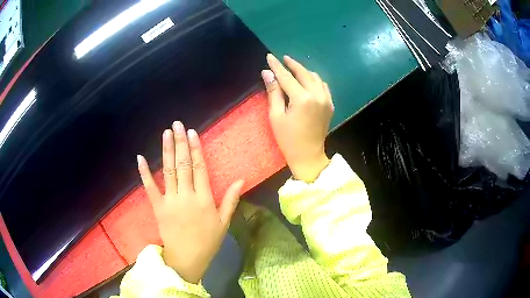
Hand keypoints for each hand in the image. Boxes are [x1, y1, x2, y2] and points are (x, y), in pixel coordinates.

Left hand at [137, 121, 243, 283]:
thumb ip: (231, 200)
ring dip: (166, 151)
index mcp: (204, 199)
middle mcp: (186, 196)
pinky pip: (149, 188)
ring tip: (166, 133)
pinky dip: (144, 173)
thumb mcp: (224, 222)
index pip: (199, 168)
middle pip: (183, 164)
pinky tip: (140, 158)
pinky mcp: (158, 207)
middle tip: (177, 124)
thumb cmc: (208, 241)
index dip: (195, 149)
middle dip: (180, 143)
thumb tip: (241, 180)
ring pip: (168, 171)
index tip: (192, 133)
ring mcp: (170, 201)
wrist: (187, 259)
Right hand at [262, 54, 333, 181]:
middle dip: (292, 64)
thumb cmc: (288, 139)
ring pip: (315, 77)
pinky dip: (314, 80)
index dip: (277, 66)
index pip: (287, 77)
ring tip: (293, 69)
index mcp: (302, 99)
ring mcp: (326, 99)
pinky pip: (323, 86)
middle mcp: (317, 95)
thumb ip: (273, 92)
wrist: (308, 155)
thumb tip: (267, 73)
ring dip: (304, 71)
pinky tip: (308, 81)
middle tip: (283, 59)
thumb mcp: (276, 116)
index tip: (270, 57)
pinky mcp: (330, 105)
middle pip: (304, 73)